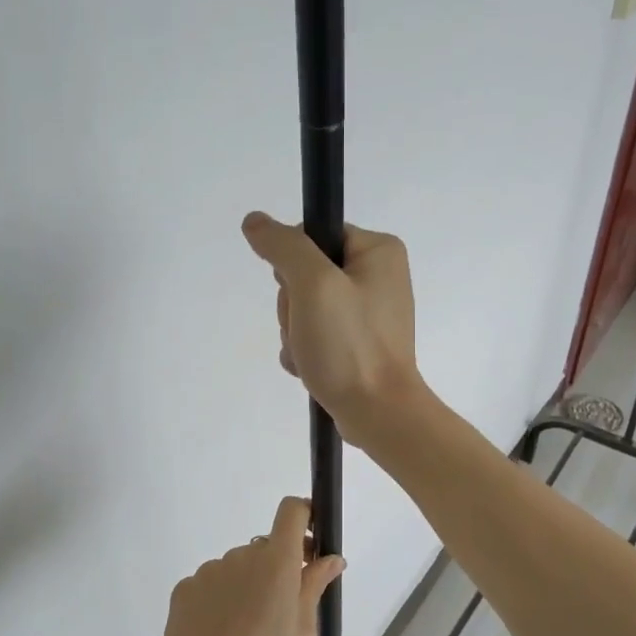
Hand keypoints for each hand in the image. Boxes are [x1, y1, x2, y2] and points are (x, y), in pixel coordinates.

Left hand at [151, 497, 344, 635]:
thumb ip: (315, 586)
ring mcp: (210, 570)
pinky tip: (218, 633)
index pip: (291, 511)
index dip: (304, 515)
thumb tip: (332, 559)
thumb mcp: (303, 631)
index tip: (310, 539)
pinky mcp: (185, 587)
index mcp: (277, 561)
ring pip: (237, 567)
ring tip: (244, 629)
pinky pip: (211, 584)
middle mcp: (242, 555)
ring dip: (247, 585)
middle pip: (266, 547)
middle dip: (278, 567)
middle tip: (281, 607)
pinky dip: (219, 599)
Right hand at [240, 212, 426, 447]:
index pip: (313, 236)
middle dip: (293, 306)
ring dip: (295, 332)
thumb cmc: (350, 345)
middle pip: (307, 274)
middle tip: (308, 329)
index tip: (300, 293)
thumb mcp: (313, 284)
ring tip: (311, 354)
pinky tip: (311, 369)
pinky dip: (306, 351)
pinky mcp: (361, 344)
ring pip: (306, 307)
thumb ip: (283, 246)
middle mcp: (380, 276)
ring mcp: (370, 313)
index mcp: (379, 251)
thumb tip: (256, 222)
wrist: (379, 414)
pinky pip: (318, 334)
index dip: (294, 264)